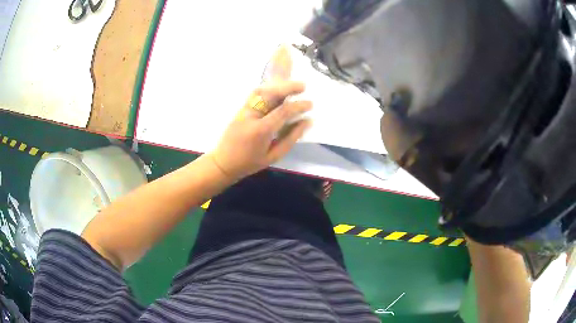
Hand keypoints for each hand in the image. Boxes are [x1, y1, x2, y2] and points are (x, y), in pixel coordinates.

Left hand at [209, 46, 312, 179]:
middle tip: (303, 85)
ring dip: (277, 84)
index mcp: (261, 130)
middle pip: (270, 94)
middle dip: (288, 87)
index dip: (298, 106)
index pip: (283, 111)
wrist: (222, 163)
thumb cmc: (249, 163)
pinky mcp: (240, 108)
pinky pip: (255, 94)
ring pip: (261, 90)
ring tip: (291, 84)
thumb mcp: (274, 156)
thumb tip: (307, 121)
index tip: (310, 104)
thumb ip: (291, 137)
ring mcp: (244, 110)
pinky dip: (268, 88)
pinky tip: (277, 88)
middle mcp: (251, 116)